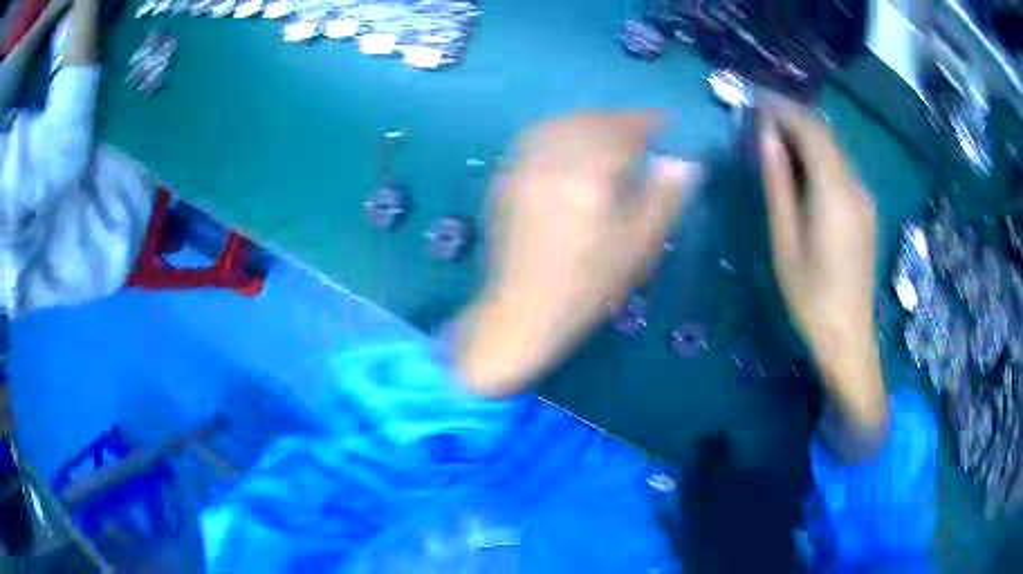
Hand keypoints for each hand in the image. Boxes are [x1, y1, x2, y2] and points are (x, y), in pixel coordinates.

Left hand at [454, 113, 700, 395]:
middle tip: (640, 129)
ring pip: (559, 125)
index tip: (666, 122)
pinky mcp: (505, 181)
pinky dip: (559, 133)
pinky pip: (534, 140)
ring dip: (588, 122)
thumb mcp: (638, 248)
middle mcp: (551, 162)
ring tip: (608, 133)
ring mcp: (522, 169)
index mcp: (588, 176)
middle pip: (588, 121)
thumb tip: (684, 162)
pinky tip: (570, 147)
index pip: (622, 130)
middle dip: (618, 120)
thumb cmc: (587, 287)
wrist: (523, 312)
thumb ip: (664, 198)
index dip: (648, 121)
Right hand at [760, 99, 886, 433]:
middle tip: (760, 116)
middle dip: (793, 117)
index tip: (754, 100)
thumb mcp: (785, 240)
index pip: (811, 129)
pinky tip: (801, 167)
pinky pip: (841, 168)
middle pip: (825, 134)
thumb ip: (778, 183)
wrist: (848, 336)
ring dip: (806, 136)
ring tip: (774, 137)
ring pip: (835, 149)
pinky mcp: (866, 210)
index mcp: (834, 192)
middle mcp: (855, 186)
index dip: (783, 108)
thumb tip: (768, 137)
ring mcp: (865, 198)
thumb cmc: (810, 296)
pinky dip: (819, 156)